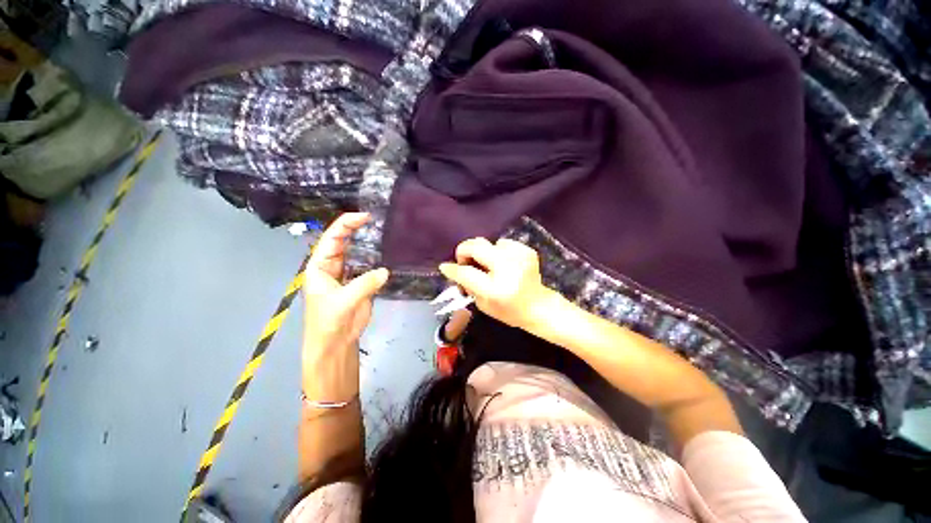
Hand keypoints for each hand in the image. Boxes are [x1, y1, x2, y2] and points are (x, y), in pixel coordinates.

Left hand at [303, 213, 388, 399]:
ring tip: (384, 233)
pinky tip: (387, 253)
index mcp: (320, 266)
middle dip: (356, 230)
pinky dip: (377, 260)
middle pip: (344, 242)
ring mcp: (348, 275)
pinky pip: (369, 267)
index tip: (364, 217)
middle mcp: (332, 267)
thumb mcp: (343, 301)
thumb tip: (385, 271)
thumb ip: (364, 284)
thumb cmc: (329, 321)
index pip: (331, 239)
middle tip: (376, 220)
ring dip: (368, 244)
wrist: (335, 343)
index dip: (346, 225)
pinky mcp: (360, 284)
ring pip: (357, 254)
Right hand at [438, 238, 556, 328]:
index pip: (466, 273)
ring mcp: (519, 257)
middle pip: (476, 246)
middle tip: (465, 261)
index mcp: (495, 289)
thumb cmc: (509, 311)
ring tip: (490, 266)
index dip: (453, 269)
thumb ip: (467, 286)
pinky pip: (503, 243)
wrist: (539, 307)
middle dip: (464, 251)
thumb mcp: (483, 305)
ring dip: (484, 253)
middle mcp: (507, 269)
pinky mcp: (527, 251)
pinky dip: (498, 252)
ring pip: (489, 243)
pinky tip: (504, 264)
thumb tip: (454, 269)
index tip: (445, 266)